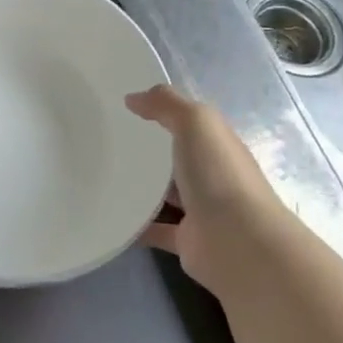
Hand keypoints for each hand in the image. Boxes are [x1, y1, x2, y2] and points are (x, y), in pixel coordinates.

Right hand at [128, 85, 282, 292]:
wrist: (239, 244)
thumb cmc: (219, 175)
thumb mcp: (196, 122)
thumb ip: (166, 104)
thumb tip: (133, 98)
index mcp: (219, 145)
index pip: (193, 125)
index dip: (166, 113)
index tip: (127, 108)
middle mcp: (213, 176)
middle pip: (179, 159)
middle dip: (150, 152)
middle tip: (108, 142)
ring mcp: (201, 210)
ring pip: (166, 195)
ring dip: (142, 188)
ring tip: (103, 177)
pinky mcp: (187, 240)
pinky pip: (156, 229)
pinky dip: (136, 225)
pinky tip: (110, 215)